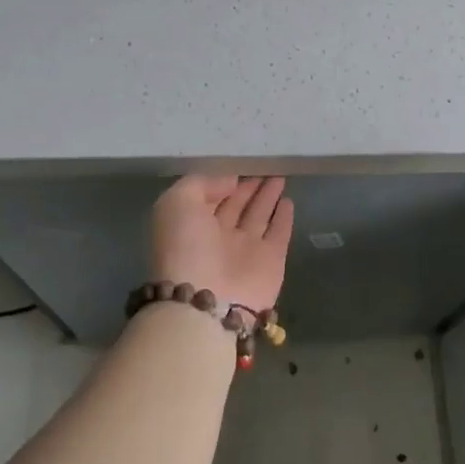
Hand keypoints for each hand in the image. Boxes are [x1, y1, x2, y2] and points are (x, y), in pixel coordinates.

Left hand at [150, 175, 293, 311]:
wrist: (207, 299)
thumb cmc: (185, 247)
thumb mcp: (176, 203)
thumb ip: (201, 184)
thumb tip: (230, 181)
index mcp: (192, 225)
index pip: (210, 197)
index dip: (224, 180)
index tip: (240, 163)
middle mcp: (218, 237)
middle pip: (237, 205)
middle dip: (249, 187)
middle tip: (266, 166)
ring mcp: (246, 250)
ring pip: (259, 216)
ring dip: (268, 197)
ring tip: (279, 177)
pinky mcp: (271, 261)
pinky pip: (279, 234)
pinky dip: (284, 218)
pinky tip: (288, 201)